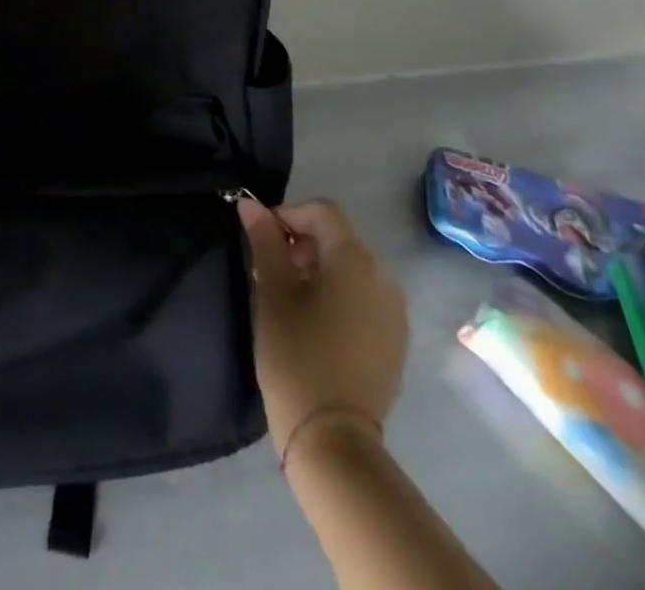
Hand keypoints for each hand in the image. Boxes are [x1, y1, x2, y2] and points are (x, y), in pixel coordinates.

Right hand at [238, 197, 408, 453]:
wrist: (333, 440)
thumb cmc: (297, 356)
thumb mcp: (273, 293)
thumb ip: (264, 242)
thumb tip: (250, 204)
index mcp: (355, 261)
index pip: (321, 212)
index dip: (288, 215)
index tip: (261, 240)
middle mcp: (383, 278)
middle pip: (337, 239)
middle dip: (301, 245)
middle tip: (268, 273)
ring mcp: (393, 313)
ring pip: (350, 270)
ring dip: (317, 271)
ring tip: (287, 300)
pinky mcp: (394, 342)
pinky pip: (363, 299)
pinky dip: (337, 297)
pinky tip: (313, 325)